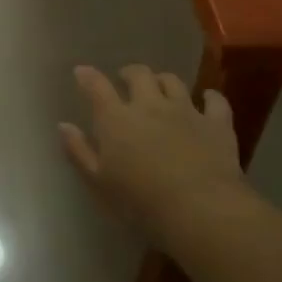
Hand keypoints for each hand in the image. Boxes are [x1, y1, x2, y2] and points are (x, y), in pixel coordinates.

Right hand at [60, 65, 244, 241]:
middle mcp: (150, 105)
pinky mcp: (217, 123)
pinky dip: (210, 97)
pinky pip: (215, 101)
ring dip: (163, 81)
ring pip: (172, 81)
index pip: (97, 87)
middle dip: (129, 73)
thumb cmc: (140, 202)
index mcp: (117, 119)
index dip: (88, 76)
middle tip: (125, 80)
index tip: (82, 72)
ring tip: (160, 87)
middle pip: (138, 75)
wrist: (200, 210)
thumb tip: (64, 125)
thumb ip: (79, 152)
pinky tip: (207, 98)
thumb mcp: (99, 183)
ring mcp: (186, 110)